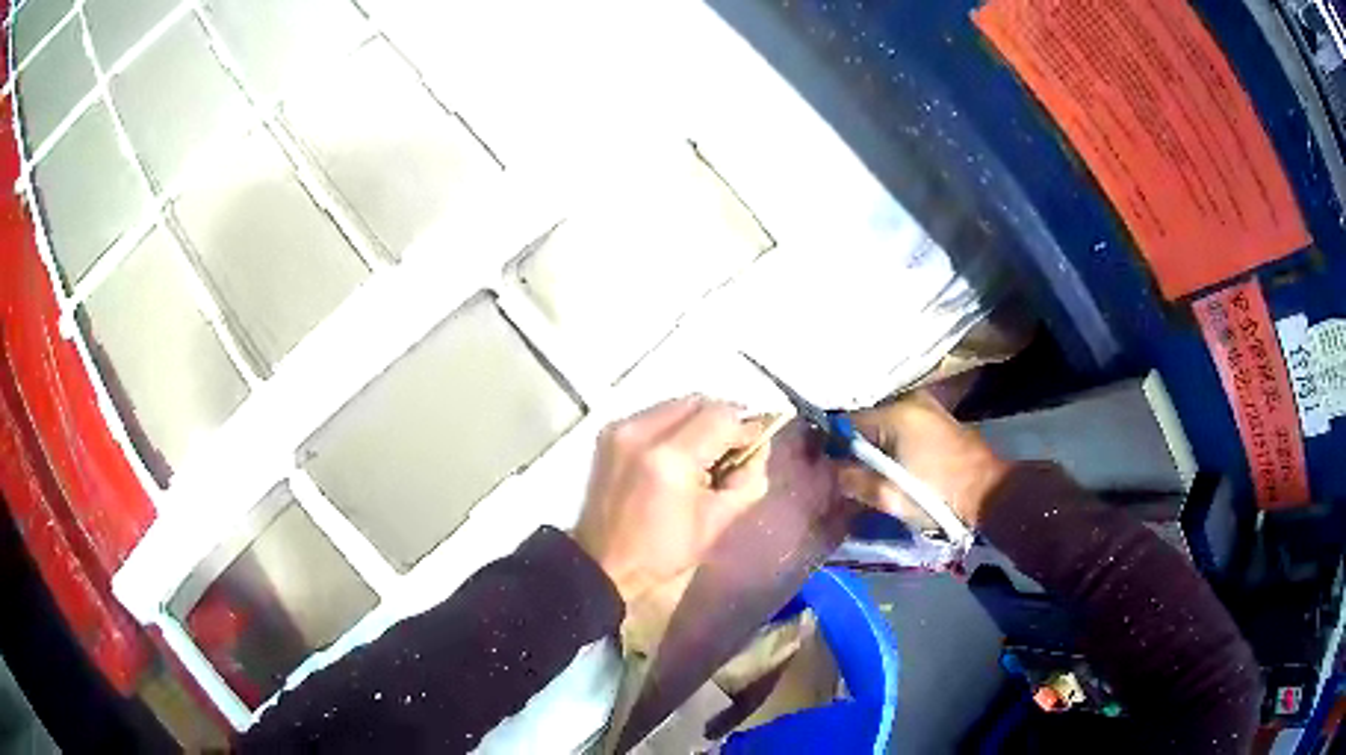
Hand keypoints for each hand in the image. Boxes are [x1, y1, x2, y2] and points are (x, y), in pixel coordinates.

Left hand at [574, 396, 770, 602]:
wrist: (605, 568)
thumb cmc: (663, 555)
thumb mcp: (717, 523)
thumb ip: (747, 479)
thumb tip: (759, 447)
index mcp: (669, 458)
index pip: (721, 416)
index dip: (746, 427)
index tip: (756, 444)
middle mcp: (641, 432)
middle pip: (698, 401)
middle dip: (723, 420)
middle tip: (736, 448)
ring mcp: (620, 429)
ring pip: (676, 404)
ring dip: (700, 420)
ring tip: (708, 453)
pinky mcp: (609, 434)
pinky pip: (654, 414)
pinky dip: (675, 426)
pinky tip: (681, 455)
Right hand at [840, 391, 1008, 529]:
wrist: (988, 493)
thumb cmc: (938, 495)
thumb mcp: (890, 497)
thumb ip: (855, 481)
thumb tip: (832, 471)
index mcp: (896, 414)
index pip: (847, 422)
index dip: (835, 445)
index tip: (831, 466)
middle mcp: (910, 401)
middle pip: (867, 420)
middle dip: (857, 444)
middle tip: (851, 471)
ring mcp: (928, 407)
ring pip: (886, 422)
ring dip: (877, 443)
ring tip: (873, 469)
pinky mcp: (939, 418)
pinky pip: (903, 424)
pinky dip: (894, 440)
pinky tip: (894, 462)